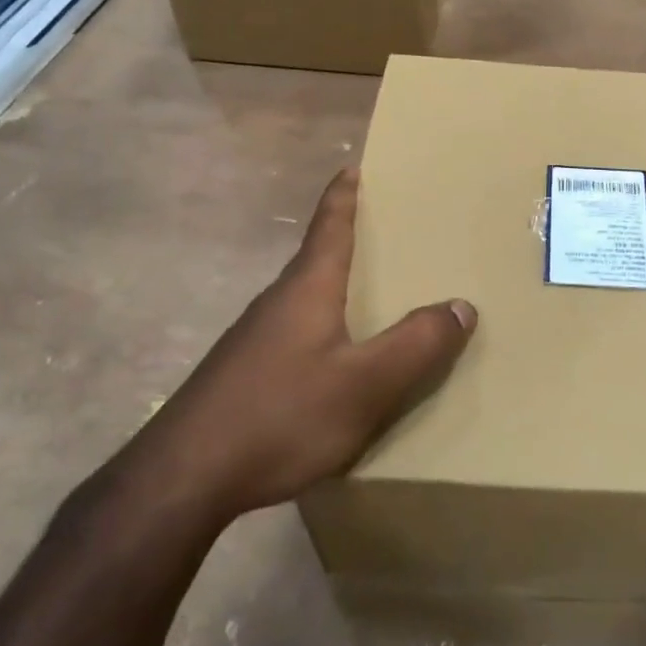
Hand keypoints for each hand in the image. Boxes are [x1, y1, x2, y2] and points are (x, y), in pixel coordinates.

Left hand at [125, 168, 475, 529]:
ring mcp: (254, 340)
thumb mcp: (366, 384)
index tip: (353, 166)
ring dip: (337, 287)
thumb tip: (462, 305)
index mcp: (307, 289)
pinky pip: (296, 333)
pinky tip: (336, 360)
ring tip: (373, 295)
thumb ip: (417, 344)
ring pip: (306, 298)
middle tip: (389, 232)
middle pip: (317, 258)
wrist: (182, 479)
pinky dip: (325, 327)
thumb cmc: (281, 416)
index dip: (344, 195)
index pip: (329, 226)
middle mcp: (277, 303)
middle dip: (349, 239)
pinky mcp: (243, 375)